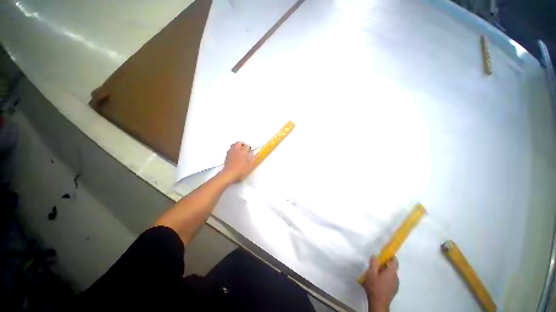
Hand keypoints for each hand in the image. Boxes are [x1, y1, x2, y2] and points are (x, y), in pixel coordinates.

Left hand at [220, 142, 254, 182]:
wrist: (230, 174)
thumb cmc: (241, 170)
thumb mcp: (250, 165)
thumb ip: (254, 158)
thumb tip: (258, 154)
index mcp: (243, 152)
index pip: (247, 146)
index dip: (249, 147)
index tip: (250, 150)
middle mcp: (236, 150)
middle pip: (239, 143)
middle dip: (242, 144)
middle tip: (245, 146)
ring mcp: (231, 152)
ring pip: (233, 145)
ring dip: (237, 145)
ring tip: (239, 148)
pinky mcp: (227, 155)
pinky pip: (230, 149)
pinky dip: (233, 149)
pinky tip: (234, 153)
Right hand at [362, 256, 398, 311]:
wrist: (379, 303)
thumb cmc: (375, 287)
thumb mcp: (371, 273)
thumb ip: (373, 263)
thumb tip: (375, 256)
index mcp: (391, 272)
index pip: (395, 261)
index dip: (391, 256)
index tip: (385, 254)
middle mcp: (396, 277)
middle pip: (392, 268)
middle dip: (385, 265)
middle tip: (376, 264)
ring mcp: (396, 285)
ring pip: (391, 275)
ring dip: (385, 272)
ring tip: (376, 273)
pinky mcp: (394, 290)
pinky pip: (391, 281)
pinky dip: (386, 278)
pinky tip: (378, 281)